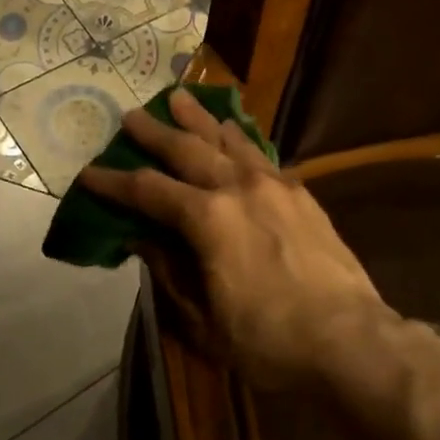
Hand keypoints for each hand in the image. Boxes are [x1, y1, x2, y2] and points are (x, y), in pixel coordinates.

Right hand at [79, 89, 396, 392]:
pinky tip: (233, 131)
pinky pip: (261, 154)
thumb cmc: (268, 341)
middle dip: (154, 133)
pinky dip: (240, 138)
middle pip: (187, 149)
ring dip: (199, 119)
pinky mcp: (301, 194)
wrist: (350, 340)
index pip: (148, 191)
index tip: (88, 174)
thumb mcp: (203, 320)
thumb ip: (169, 272)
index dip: (114, 183)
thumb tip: (141, 239)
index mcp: (208, 219)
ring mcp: (274, 185)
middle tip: (131, 115)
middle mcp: (238, 188)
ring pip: (227, 140)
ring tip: (180, 98)